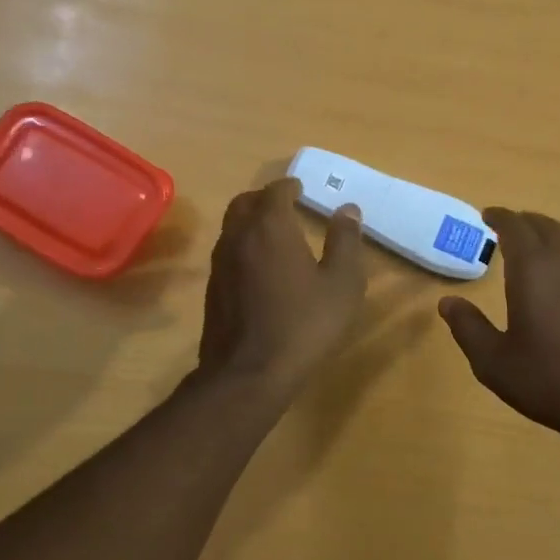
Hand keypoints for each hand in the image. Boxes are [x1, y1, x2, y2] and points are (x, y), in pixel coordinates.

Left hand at [197, 178, 367, 393]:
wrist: (249, 373)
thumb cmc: (304, 324)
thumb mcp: (341, 284)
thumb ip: (345, 242)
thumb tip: (347, 209)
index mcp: (270, 227)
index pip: (275, 191)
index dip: (289, 186)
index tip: (300, 188)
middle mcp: (238, 236)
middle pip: (245, 203)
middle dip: (264, 199)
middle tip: (285, 205)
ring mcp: (220, 263)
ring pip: (231, 227)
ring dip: (250, 221)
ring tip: (273, 234)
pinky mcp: (212, 289)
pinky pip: (227, 252)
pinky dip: (242, 246)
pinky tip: (259, 268)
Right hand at [439, 209, 559, 441]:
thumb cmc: (547, 378)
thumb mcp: (493, 361)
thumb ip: (468, 327)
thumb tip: (447, 302)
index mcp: (532, 271)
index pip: (515, 228)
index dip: (500, 217)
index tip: (487, 214)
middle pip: (547, 227)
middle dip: (526, 221)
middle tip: (509, 225)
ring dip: (552, 235)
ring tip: (538, 245)